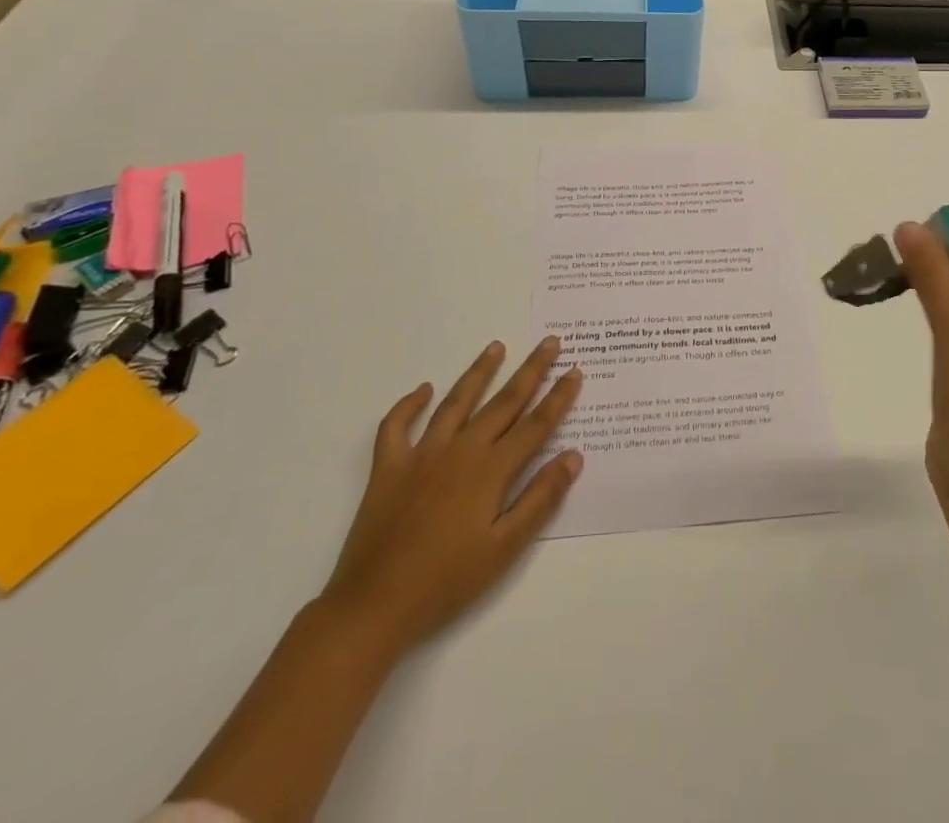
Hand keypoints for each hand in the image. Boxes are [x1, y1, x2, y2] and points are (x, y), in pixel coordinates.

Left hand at [316, 338, 584, 662]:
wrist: (373, 607)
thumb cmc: (447, 582)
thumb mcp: (505, 548)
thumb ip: (540, 498)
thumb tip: (573, 456)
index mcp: (491, 470)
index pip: (535, 425)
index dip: (558, 397)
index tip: (575, 370)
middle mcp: (461, 451)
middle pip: (503, 402)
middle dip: (530, 370)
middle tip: (549, 342)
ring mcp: (422, 455)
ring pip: (457, 402)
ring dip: (479, 373)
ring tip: (496, 347)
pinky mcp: (389, 468)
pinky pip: (396, 427)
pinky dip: (408, 405)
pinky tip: (422, 390)